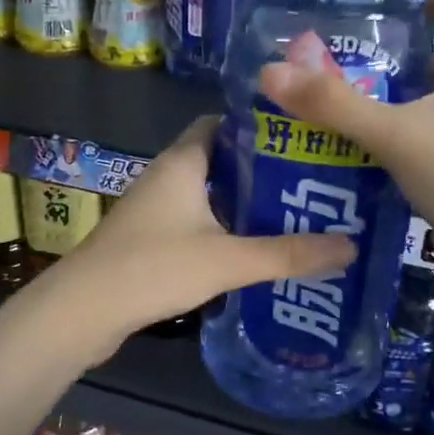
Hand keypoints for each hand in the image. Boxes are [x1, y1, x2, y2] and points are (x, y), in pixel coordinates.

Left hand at [54, 117, 355, 350]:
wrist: (83, 311)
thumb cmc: (154, 267)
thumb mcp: (228, 259)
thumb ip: (288, 253)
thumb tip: (350, 246)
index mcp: (182, 162)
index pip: (221, 123)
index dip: (258, 128)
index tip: (300, 140)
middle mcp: (165, 177)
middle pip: (218, 161)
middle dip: (260, 171)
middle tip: (308, 183)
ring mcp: (152, 210)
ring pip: (206, 195)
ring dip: (241, 204)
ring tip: (291, 216)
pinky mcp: (147, 240)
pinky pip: (192, 223)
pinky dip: (221, 230)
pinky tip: (250, 251)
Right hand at [257, 0, 433, 312]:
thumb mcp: (397, 135)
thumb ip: (333, 104)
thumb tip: (269, 71)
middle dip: (385, 54)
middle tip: (327, 52)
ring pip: (424, 103)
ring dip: (383, 99)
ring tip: (325, 95)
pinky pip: (420, 140)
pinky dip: (388, 137)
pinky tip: (344, 145)